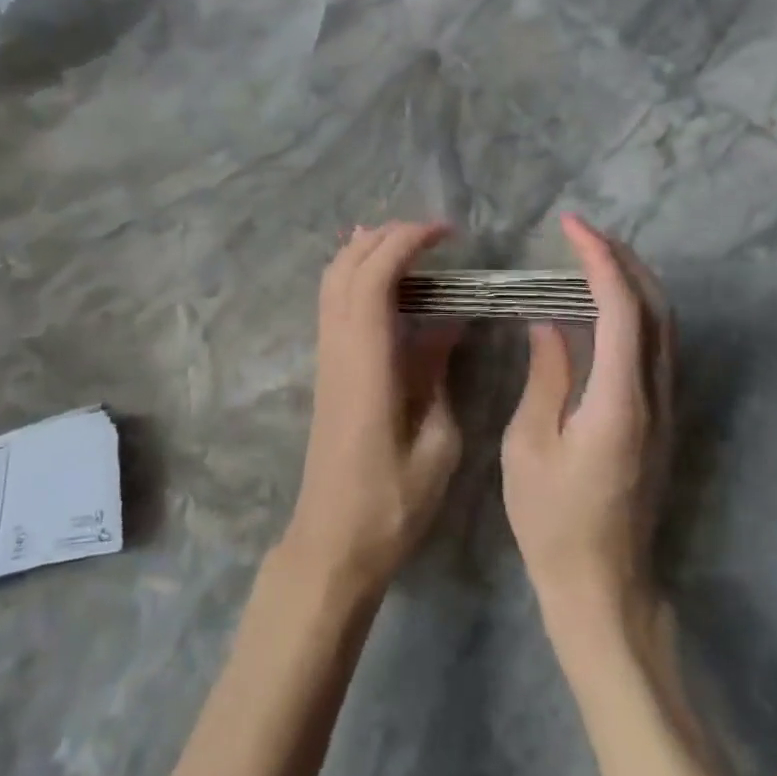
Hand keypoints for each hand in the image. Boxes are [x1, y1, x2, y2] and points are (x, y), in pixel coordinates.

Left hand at [282, 221, 464, 595]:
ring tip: (408, 243)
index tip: (447, 234)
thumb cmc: (392, 503)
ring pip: (333, 280)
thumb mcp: (437, 442)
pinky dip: (354, 275)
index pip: (375, 277)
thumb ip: (440, 373)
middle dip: (387, 236)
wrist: (332, 542)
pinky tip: (380, 281)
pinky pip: (332, 303)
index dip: (407, 242)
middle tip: (433, 233)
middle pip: (347, 266)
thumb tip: (450, 323)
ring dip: (366, 250)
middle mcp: (338, 348)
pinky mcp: (326, 369)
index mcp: (367, 362)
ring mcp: (326, 357)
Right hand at [502, 214, 672, 627]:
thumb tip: (549, 322)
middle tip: (581, 233)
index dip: (598, 260)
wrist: (603, 585)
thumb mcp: (530, 445)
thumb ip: (546, 375)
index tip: (571, 227)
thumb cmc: (553, 520)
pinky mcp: (660, 419)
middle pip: (655, 307)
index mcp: (618, 401)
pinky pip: (654, 347)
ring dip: (632, 281)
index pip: (621, 308)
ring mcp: (665, 408)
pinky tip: (601, 307)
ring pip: (663, 325)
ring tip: (590, 257)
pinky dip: (633, 311)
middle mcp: (654, 396)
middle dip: (623, 259)